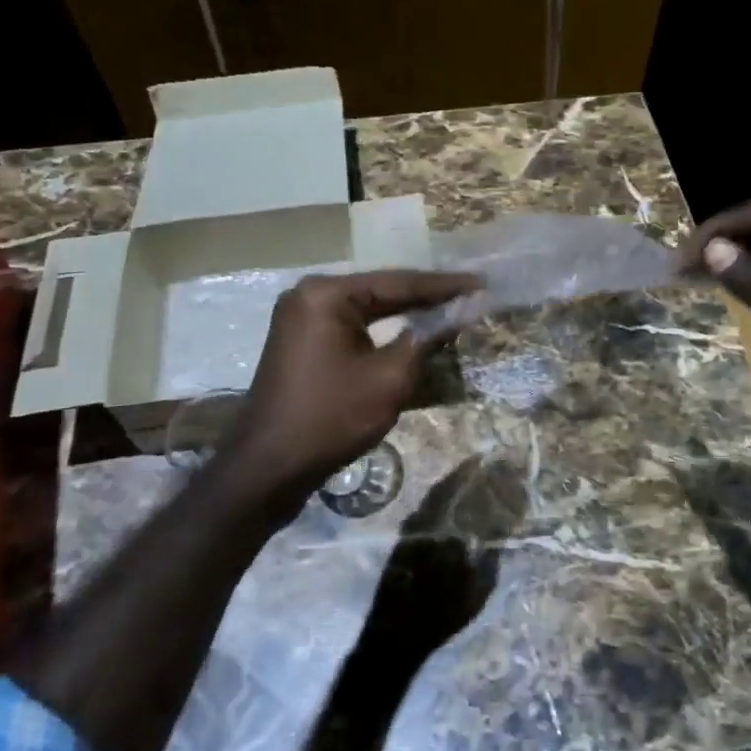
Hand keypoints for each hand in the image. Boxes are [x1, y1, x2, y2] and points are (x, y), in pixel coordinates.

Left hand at [219, 269, 478, 520]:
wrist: (268, 467)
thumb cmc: (331, 418)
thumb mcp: (390, 378)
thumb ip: (426, 338)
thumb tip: (460, 312)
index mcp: (327, 293)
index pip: (399, 283)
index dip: (444, 286)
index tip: (482, 284)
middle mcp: (310, 294)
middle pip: (382, 291)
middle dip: (427, 297)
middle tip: (472, 295)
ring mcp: (302, 317)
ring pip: (369, 310)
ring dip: (407, 314)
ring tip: (452, 309)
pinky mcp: (303, 341)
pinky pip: (353, 326)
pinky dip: (384, 331)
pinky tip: (414, 332)